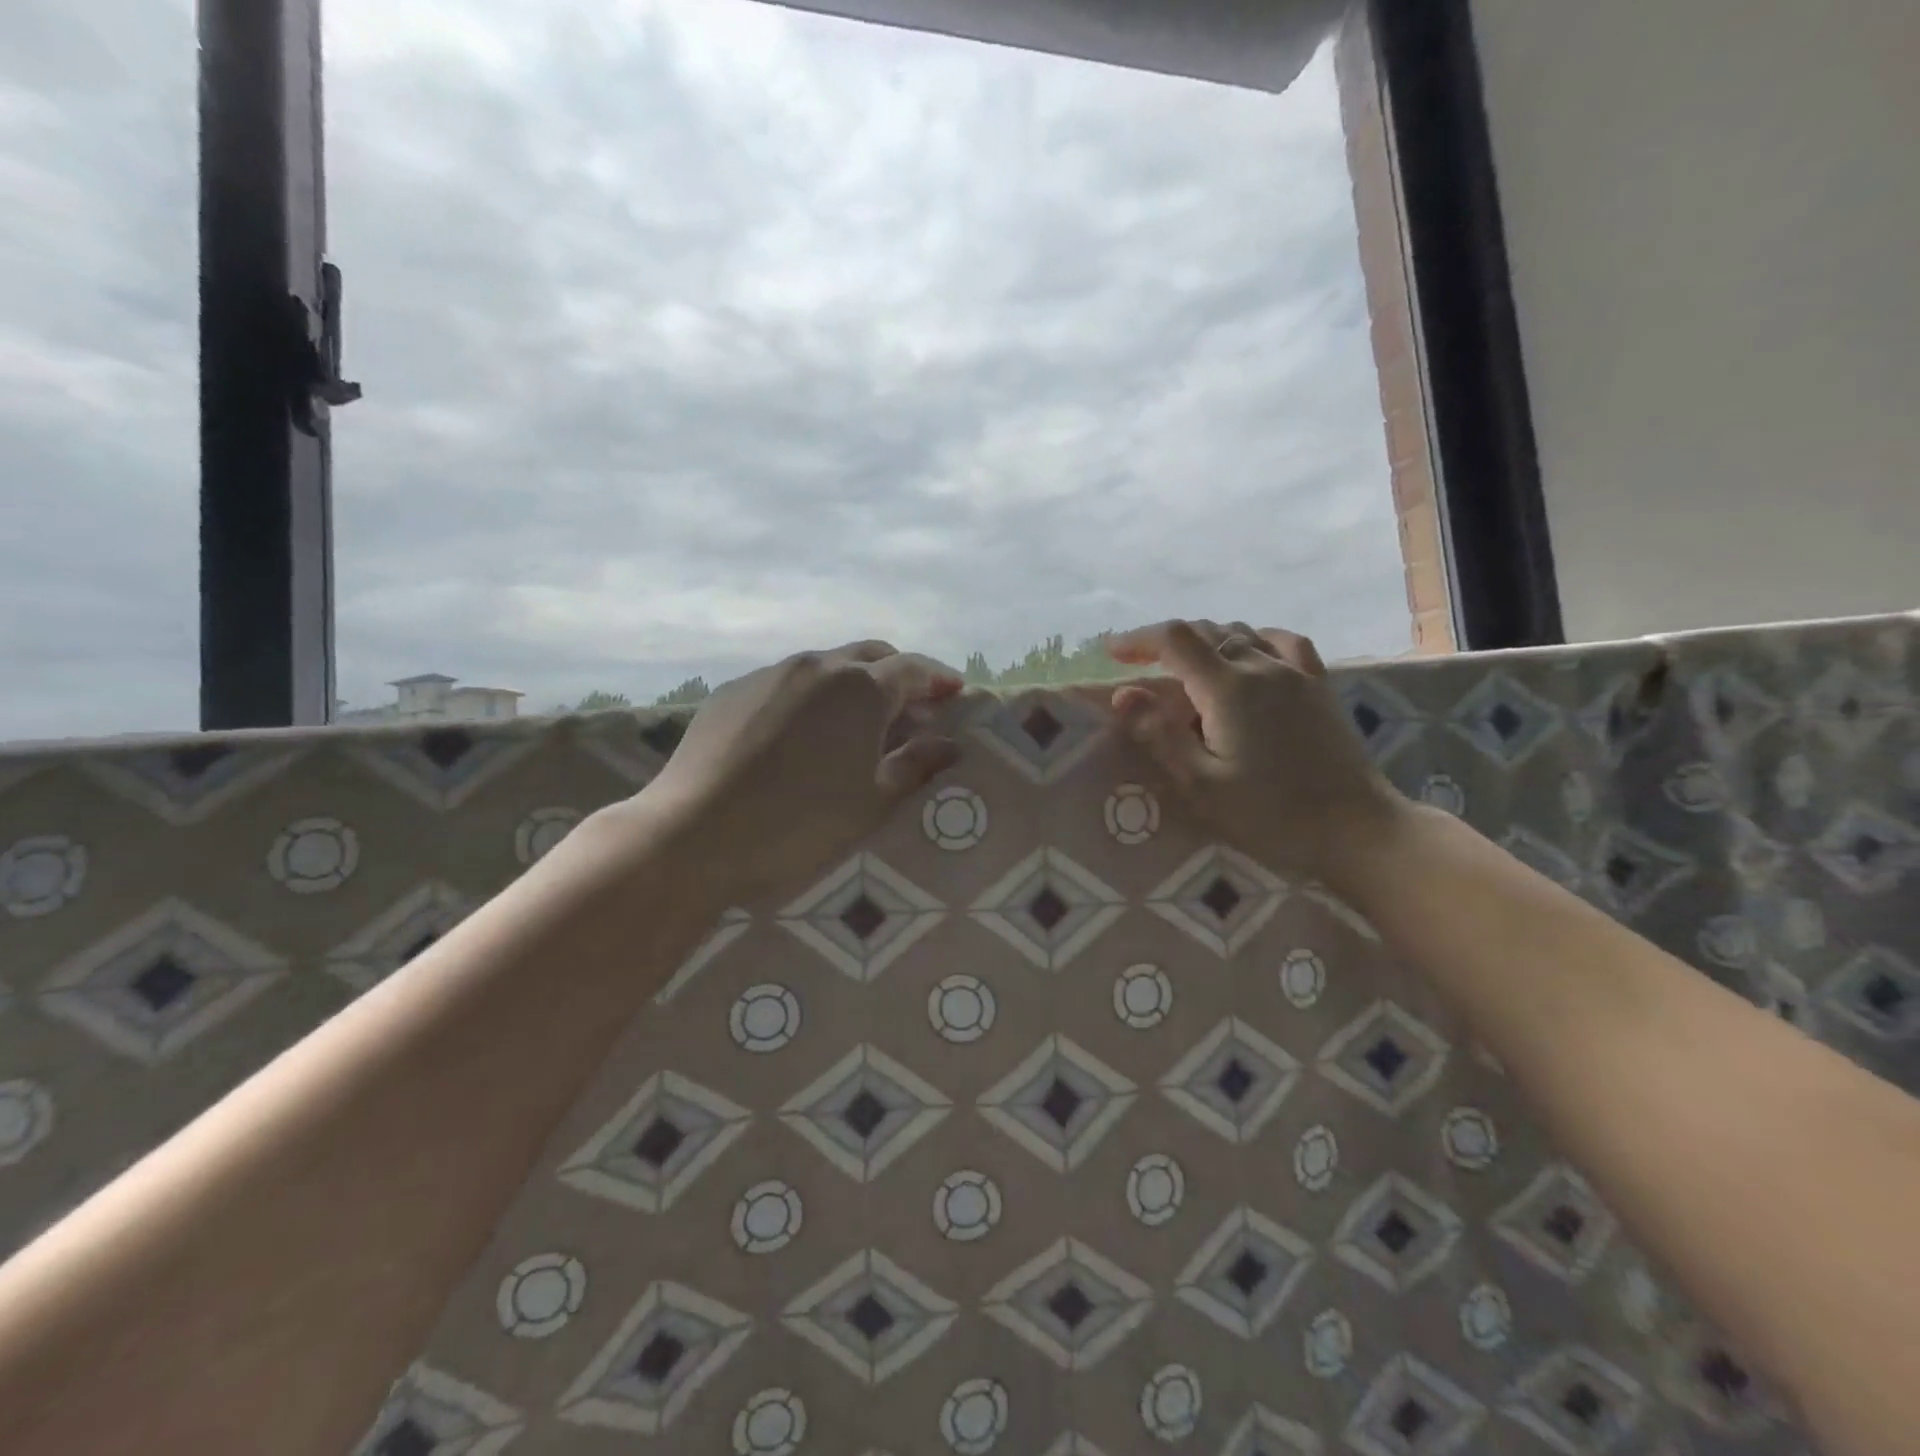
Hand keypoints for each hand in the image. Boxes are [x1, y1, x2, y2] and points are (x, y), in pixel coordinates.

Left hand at [623, 641, 962, 906]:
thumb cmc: (798, 824)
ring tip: (856, 720)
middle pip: (870, 654)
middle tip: (913, 706)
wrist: (693, 835)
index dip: (939, 679)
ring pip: (826, 665)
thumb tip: (950, 745)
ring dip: (852, 682)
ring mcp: (770, 674)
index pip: (914, 669)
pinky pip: (786, 681)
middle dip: (898, 673)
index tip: (956, 693)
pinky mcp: (732, 690)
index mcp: (860, 688)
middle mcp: (817, 666)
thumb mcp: (871, 802)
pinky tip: (802, 731)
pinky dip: (810, 695)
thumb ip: (916, 766)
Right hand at [1103, 619, 1409, 890]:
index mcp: (1228, 688)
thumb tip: (1123, 694)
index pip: (1175, 640)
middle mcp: (1262, 667)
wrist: (1356, 829)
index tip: (1111, 652)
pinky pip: (1282, 642)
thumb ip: (1160, 735)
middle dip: (1165, 641)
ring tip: (1184, 663)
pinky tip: (1249, 653)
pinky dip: (1253, 639)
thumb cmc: (1271, 815)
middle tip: (1138, 662)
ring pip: (1241, 633)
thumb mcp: (1201, 785)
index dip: (1138, 639)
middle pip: (1206, 631)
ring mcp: (1296, 672)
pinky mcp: (1319, 685)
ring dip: (1204, 640)